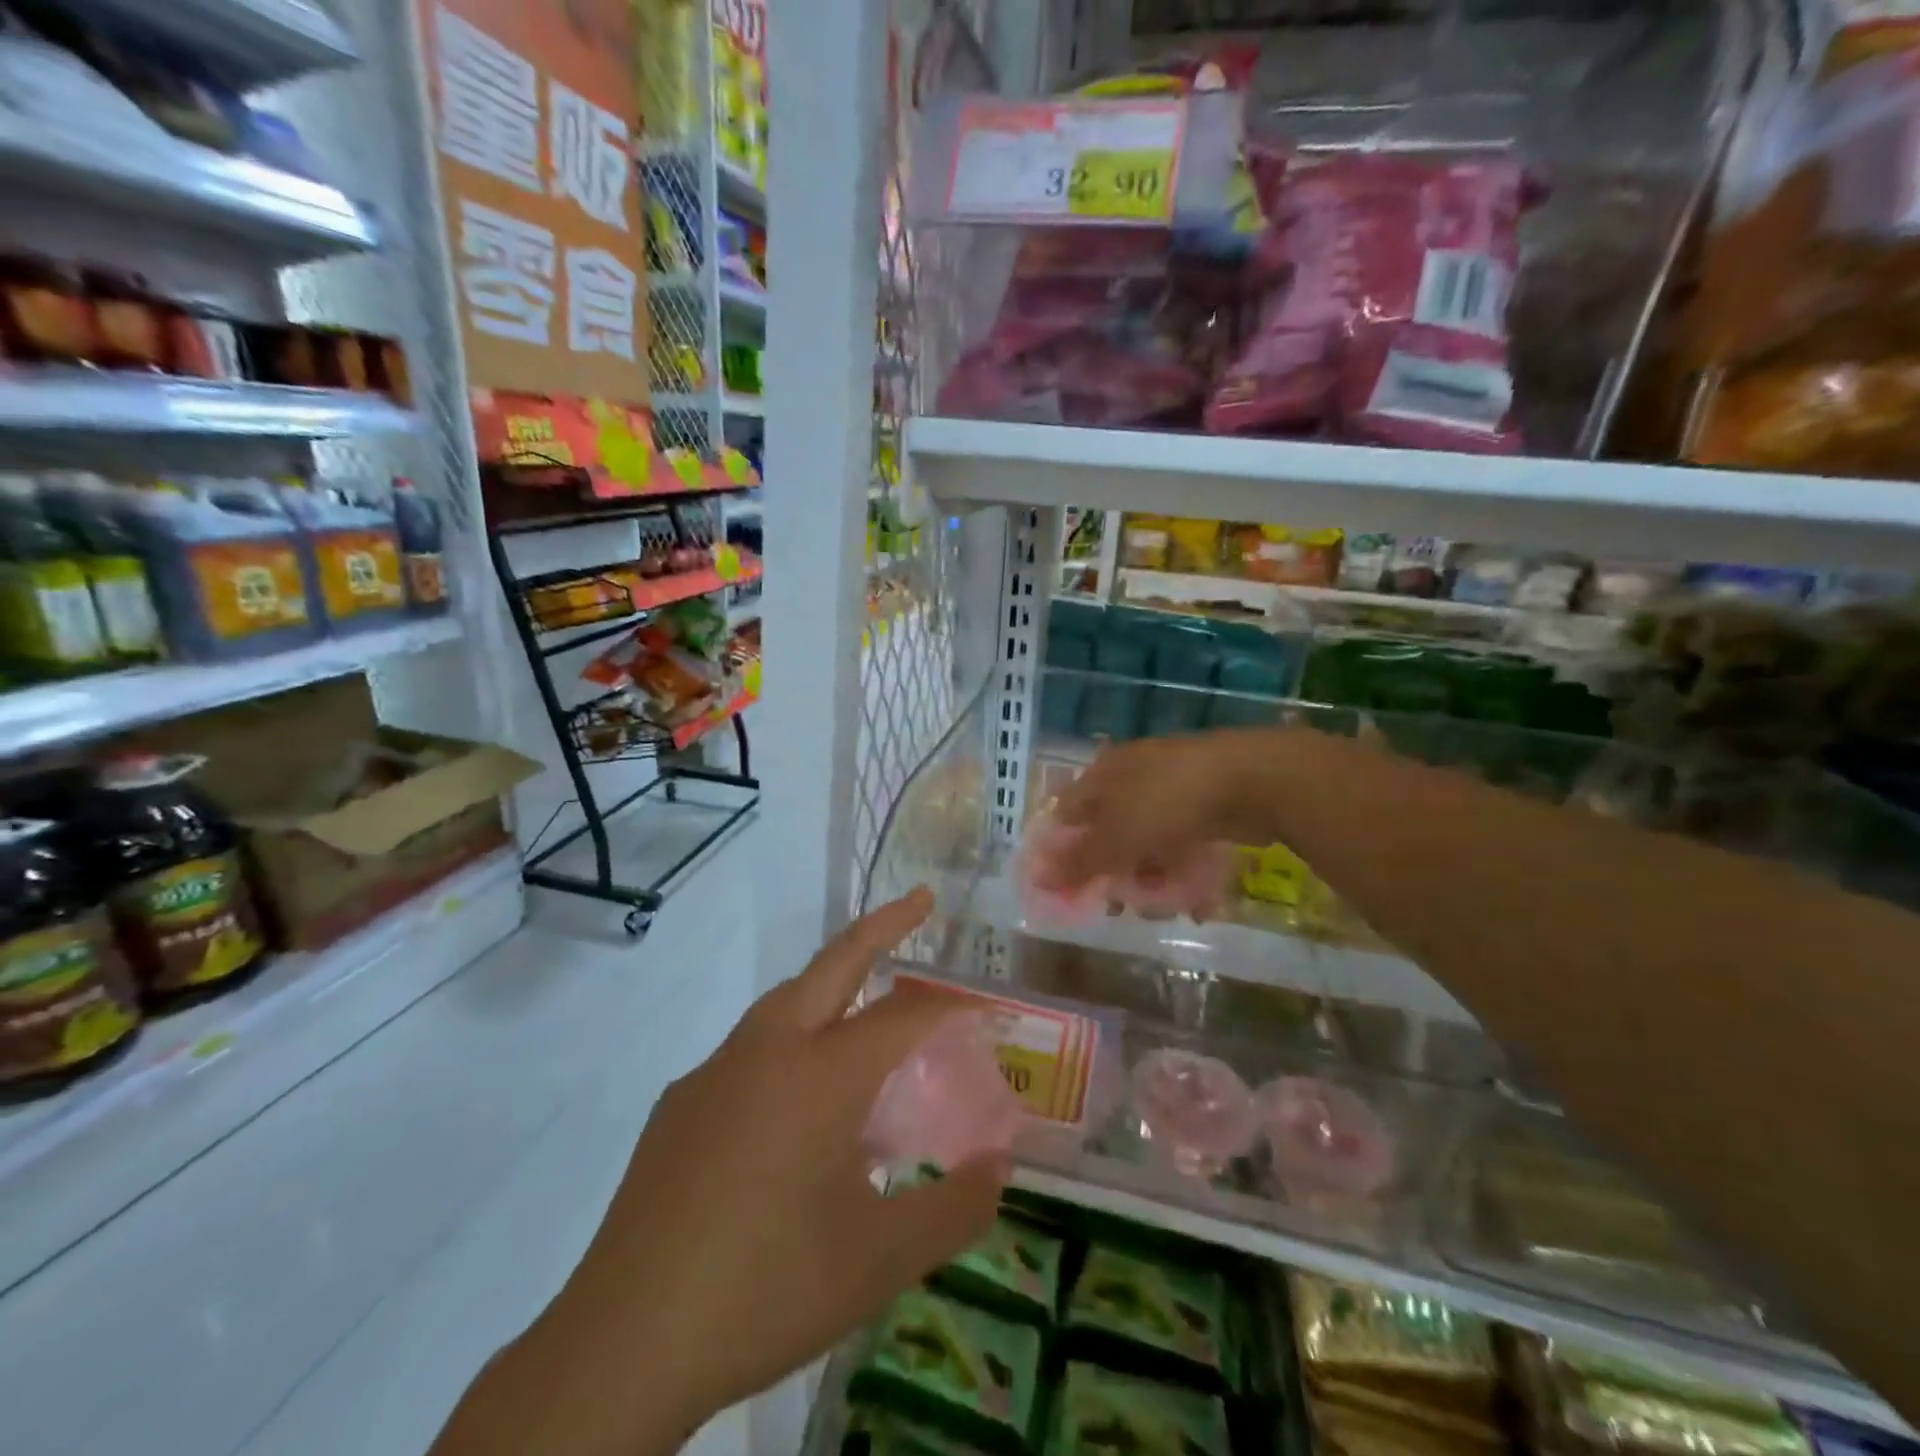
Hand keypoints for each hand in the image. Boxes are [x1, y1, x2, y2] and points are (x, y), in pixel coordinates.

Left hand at [459, 889, 1006, 1455]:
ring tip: (867, 1006)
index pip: (904, 1018)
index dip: (951, 1007)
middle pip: (834, 963)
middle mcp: (768, 1050)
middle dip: (883, 926)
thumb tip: (1000, 1169)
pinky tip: (794, 1103)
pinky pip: (750, 1049)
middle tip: (920, 902)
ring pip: (786, 999)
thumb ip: (953, 1209)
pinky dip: (791, 1042)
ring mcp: (716, 1071)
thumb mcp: (878, 1261)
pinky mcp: (680, 1103)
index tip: (986, 1006)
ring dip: (832, 982)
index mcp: (821, 1074)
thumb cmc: (766, 1289)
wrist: (622, 1344)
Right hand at [1044, 731, 1264, 891]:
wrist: (1250, 781)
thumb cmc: (1166, 804)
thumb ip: (1078, 862)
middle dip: (1111, 871)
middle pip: (1108, 830)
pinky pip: (1181, 841)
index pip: (1066, 813)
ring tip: (1163, 906)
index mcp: (1101, 774)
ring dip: (1149, 876)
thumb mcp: (1115, 838)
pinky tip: (1195, 898)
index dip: (1062, 850)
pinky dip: (1181, 868)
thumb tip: (1036, 878)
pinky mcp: (1204, 803)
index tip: (1067, 888)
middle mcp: (1130, 775)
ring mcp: (1170, 787)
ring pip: (1146, 839)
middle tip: (1119, 905)